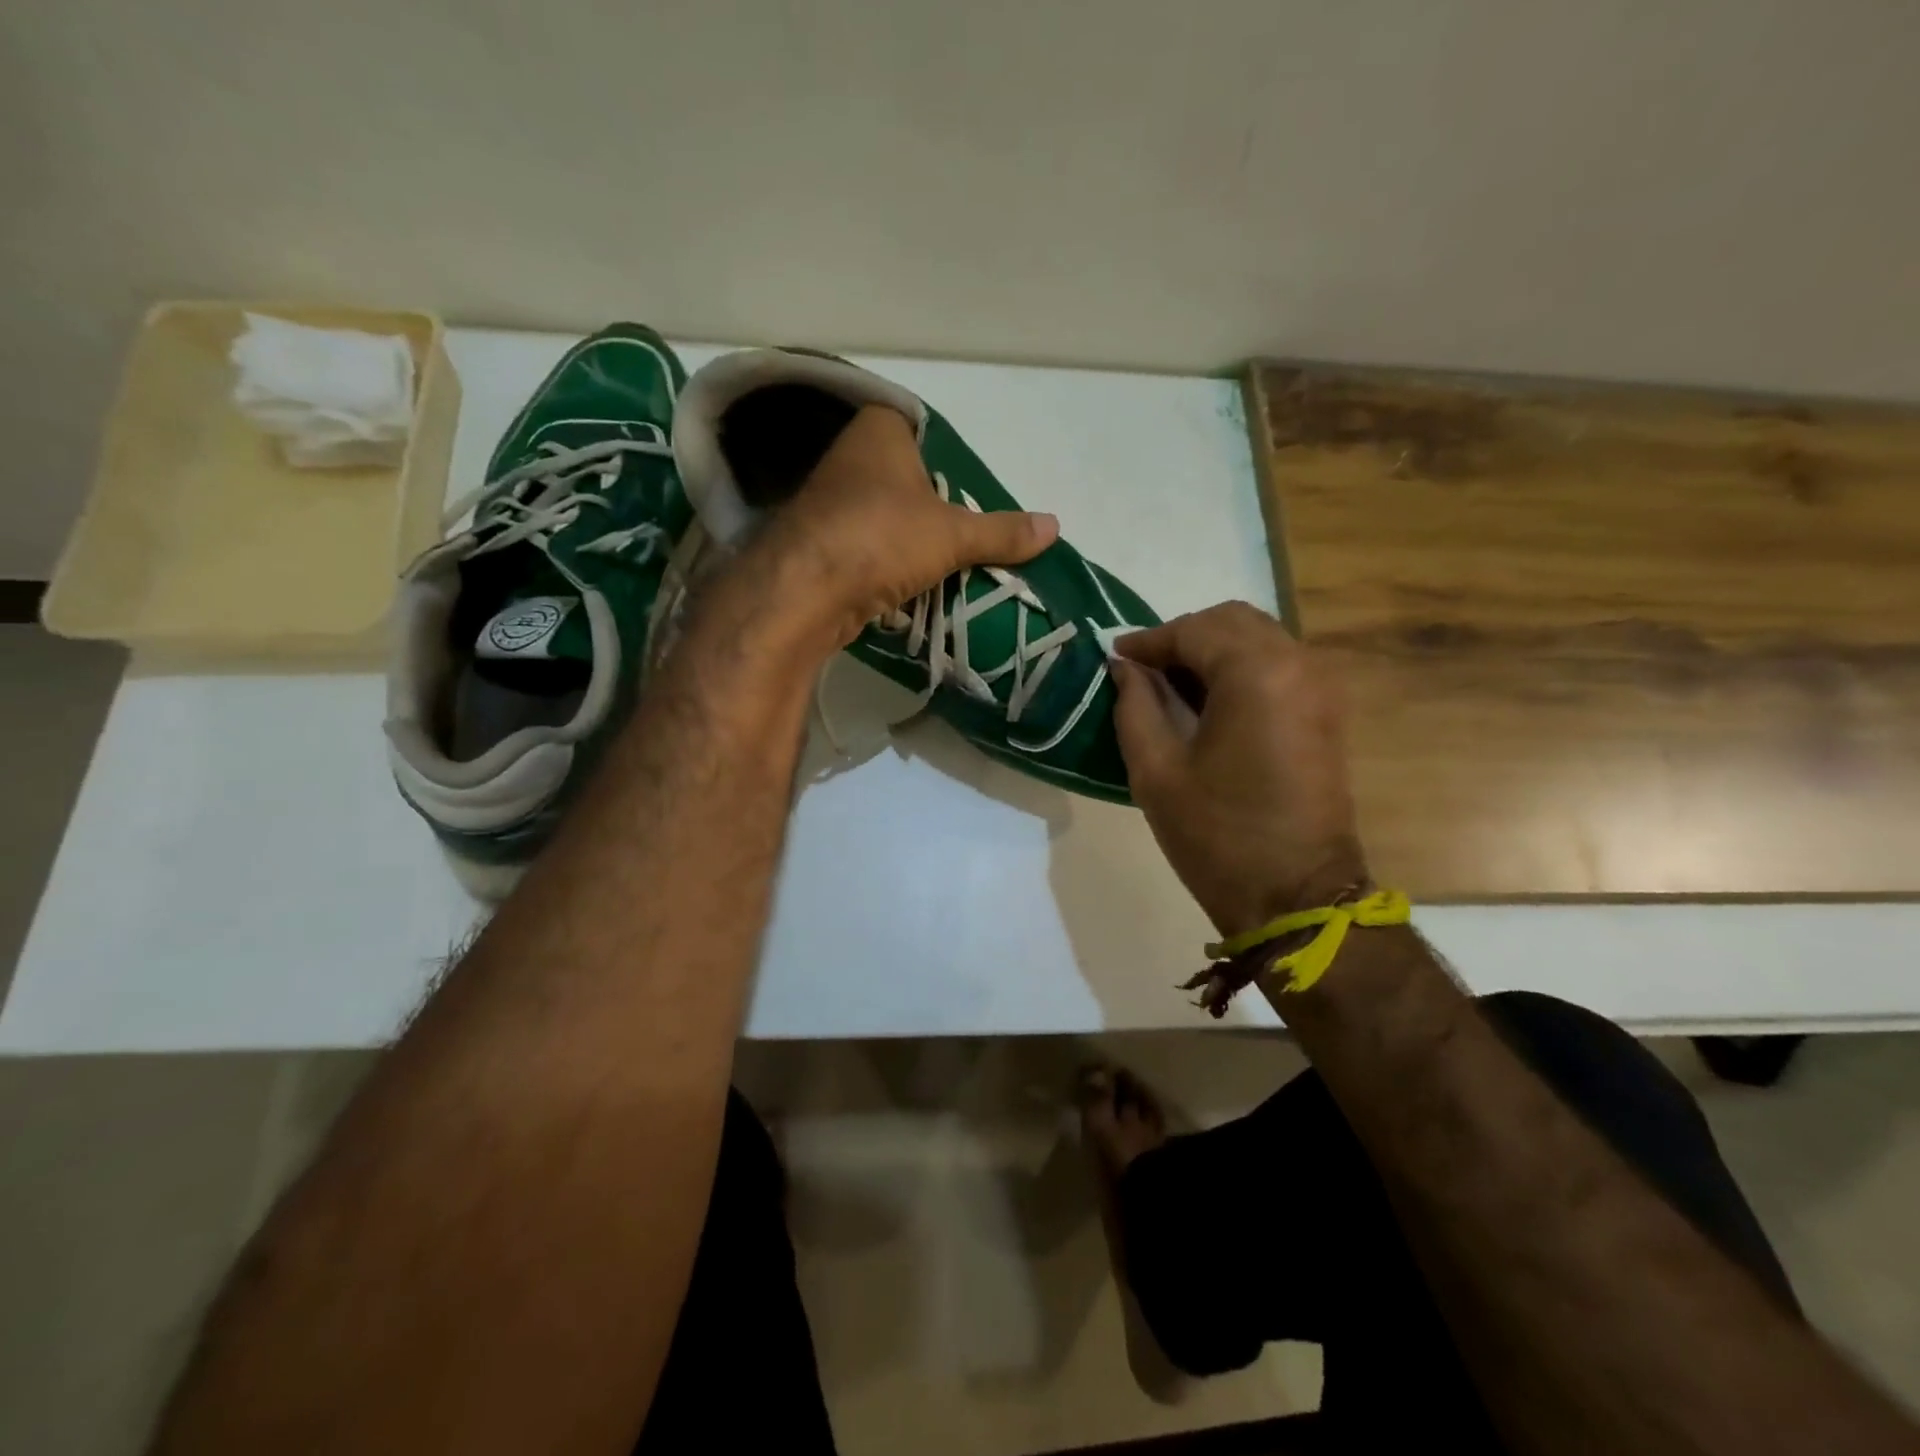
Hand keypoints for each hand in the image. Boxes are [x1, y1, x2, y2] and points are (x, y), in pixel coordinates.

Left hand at [751, 405, 1058, 648]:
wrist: (805, 591)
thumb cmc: (882, 537)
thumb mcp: (953, 535)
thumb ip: (1002, 531)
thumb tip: (1056, 526)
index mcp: (878, 430)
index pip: (923, 435)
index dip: (948, 465)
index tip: (968, 499)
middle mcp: (847, 457)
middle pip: (904, 480)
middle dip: (931, 510)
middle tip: (965, 539)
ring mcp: (826, 502)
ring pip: (883, 517)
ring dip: (907, 543)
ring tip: (942, 567)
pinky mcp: (816, 544)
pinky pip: (863, 548)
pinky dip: (884, 565)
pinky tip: (905, 586)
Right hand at [1112, 602, 1368, 938]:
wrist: (1297, 897)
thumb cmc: (1218, 836)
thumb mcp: (1156, 771)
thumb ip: (1135, 706)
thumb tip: (1125, 669)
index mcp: (1255, 674)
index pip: (1193, 630)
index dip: (1148, 640)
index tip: (1114, 657)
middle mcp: (1298, 665)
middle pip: (1233, 622)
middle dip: (1183, 636)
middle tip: (1142, 670)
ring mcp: (1321, 688)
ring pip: (1258, 639)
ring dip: (1212, 650)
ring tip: (1170, 685)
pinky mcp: (1327, 712)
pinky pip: (1278, 665)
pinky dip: (1239, 668)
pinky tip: (1208, 701)